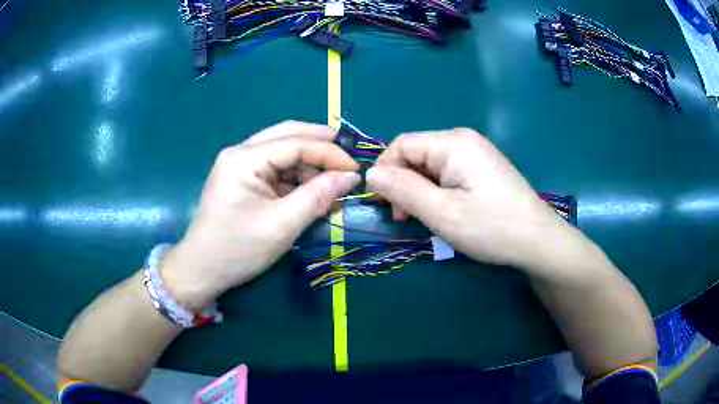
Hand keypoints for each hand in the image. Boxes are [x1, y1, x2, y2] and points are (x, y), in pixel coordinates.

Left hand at [162, 121, 359, 309]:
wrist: (202, 271)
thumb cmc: (237, 250)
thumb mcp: (281, 225)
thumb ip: (318, 197)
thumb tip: (351, 177)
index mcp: (244, 159)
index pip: (295, 143)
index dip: (329, 152)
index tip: (357, 169)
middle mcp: (241, 153)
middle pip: (288, 135)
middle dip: (322, 145)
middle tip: (350, 160)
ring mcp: (241, 165)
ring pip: (284, 151)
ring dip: (311, 164)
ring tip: (334, 183)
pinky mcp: (244, 179)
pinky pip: (277, 169)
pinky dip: (298, 178)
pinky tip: (314, 191)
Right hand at [366, 128, 571, 269]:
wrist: (538, 240)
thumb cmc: (491, 227)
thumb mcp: (442, 213)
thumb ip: (403, 190)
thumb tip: (370, 174)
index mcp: (453, 143)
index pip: (402, 144)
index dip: (386, 171)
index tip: (385, 205)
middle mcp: (463, 139)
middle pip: (416, 153)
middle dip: (403, 183)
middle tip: (406, 218)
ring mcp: (475, 151)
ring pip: (430, 164)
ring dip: (419, 189)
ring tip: (425, 217)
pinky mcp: (482, 165)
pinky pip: (447, 171)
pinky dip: (437, 189)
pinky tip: (445, 209)